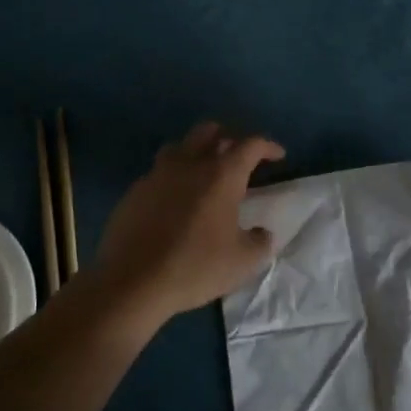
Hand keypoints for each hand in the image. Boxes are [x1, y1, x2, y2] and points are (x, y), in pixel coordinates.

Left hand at [92, 121, 284, 323]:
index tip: (278, 155)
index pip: (250, 145)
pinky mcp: (135, 190)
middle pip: (210, 130)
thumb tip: (263, 233)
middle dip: (229, 137)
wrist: (132, 280)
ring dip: (197, 150)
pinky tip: (175, 197)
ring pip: (181, 145)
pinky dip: (174, 175)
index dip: (267, 146)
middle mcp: (189, 163)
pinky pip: (159, 171)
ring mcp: (158, 174)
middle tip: (240, 155)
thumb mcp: (242, 262)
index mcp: (221, 174)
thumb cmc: (194, 266)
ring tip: (205, 169)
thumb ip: (260, 242)